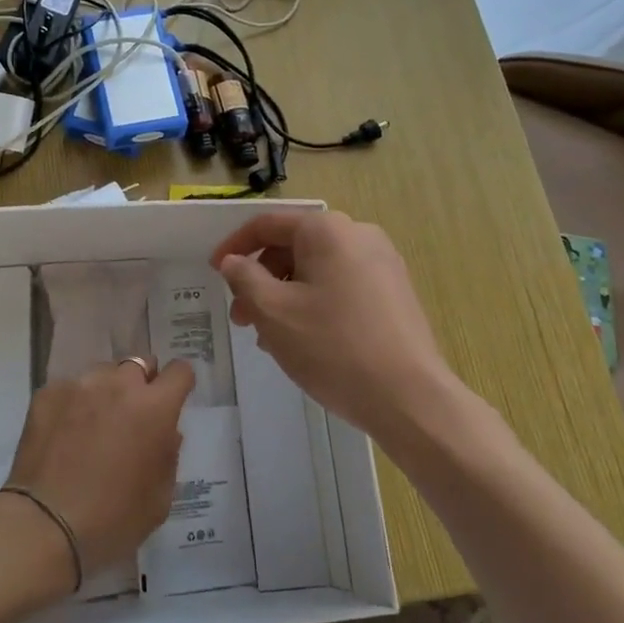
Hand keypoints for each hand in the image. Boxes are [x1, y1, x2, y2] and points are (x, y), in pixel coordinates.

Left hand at [3, 359, 194, 583]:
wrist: (44, 524)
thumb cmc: (112, 519)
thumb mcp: (159, 499)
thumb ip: (168, 456)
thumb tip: (166, 432)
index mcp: (154, 407)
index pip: (179, 371)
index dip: (179, 383)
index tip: (173, 399)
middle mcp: (118, 384)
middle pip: (139, 365)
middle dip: (141, 385)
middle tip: (131, 417)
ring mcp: (80, 385)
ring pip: (102, 374)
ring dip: (106, 392)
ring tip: (93, 425)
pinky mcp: (48, 393)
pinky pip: (70, 388)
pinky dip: (73, 404)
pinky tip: (64, 433)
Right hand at [212, 210, 461, 441]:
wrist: (410, 398)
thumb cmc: (332, 347)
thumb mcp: (273, 311)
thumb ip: (244, 278)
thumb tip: (233, 261)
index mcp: (327, 230)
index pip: (267, 224)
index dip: (234, 246)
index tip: (213, 272)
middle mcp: (358, 235)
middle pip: (293, 247)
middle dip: (261, 279)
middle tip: (242, 318)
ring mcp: (382, 264)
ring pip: (316, 270)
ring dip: (285, 296)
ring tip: (270, 338)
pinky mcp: (394, 293)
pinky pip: (341, 286)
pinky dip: (313, 304)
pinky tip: (304, 341)